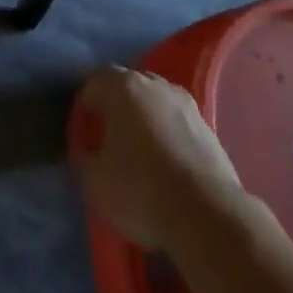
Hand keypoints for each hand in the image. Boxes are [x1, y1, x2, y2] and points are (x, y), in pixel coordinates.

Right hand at [70, 67, 247, 251]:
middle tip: (111, 137)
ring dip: (147, 119)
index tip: (84, 129)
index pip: (97, 80)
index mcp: (124, 87)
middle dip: (118, 106)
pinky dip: (169, 135)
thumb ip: (84, 157)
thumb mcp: (96, 182)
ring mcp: (185, 103)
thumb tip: (86, 149)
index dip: (87, 103)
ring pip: (157, 101)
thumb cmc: (141, 190)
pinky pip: (178, 122)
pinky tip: (167, 163)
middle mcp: (155, 84)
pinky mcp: (208, 127)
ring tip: (141, 151)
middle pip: (129, 85)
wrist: (206, 213)